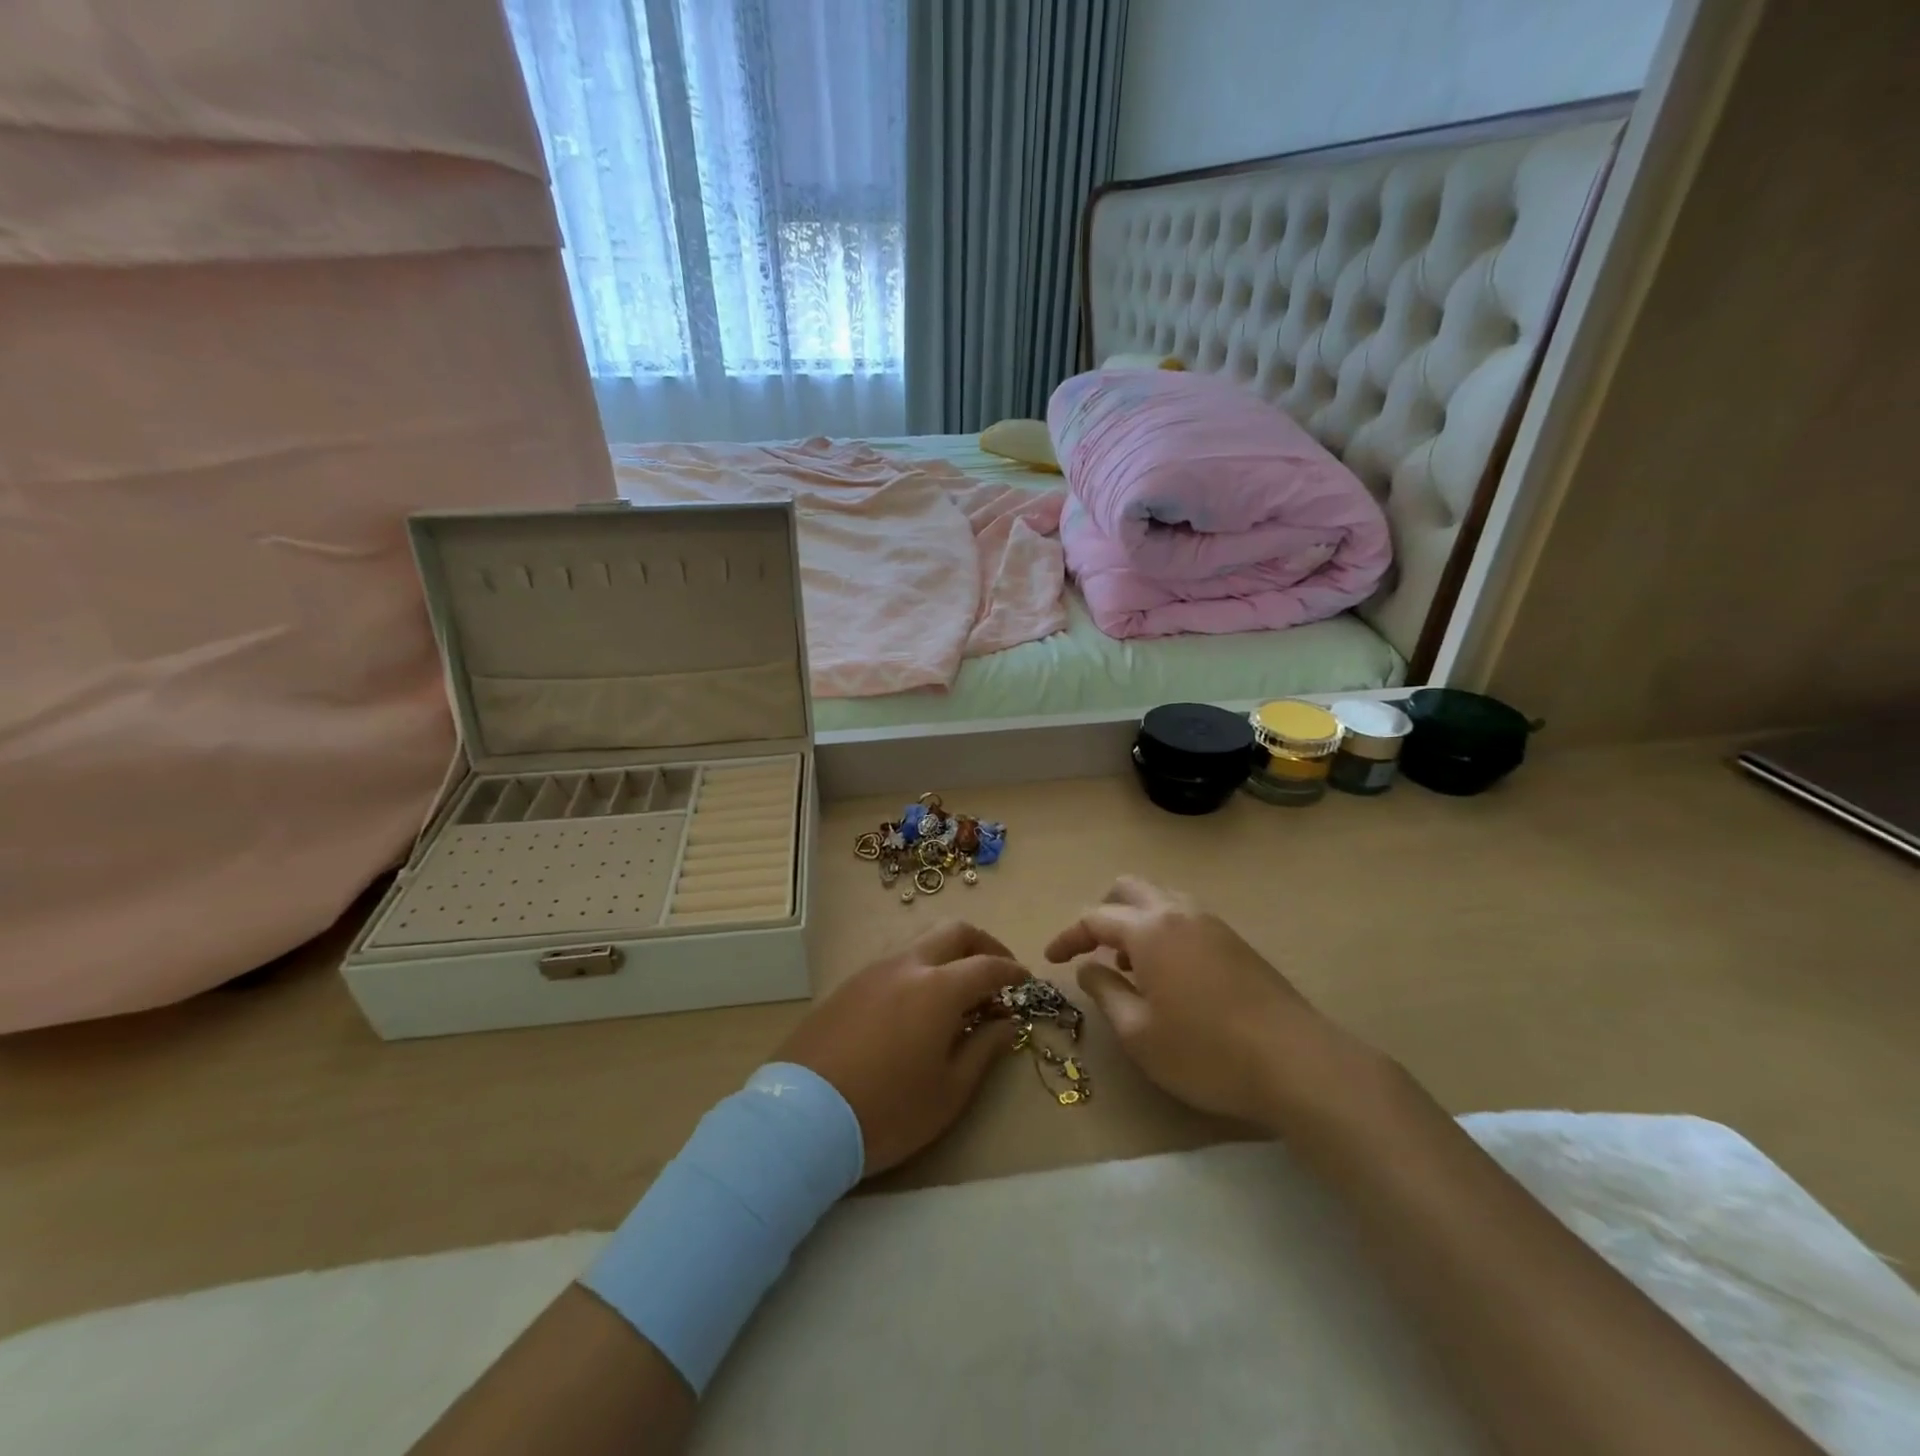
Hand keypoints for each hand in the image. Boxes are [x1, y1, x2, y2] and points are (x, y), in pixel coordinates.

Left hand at [775, 920, 1024, 1175]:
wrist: (802, 1118)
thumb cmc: (888, 1111)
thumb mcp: (949, 1092)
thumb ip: (983, 1049)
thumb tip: (1006, 1022)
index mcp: (938, 988)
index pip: (987, 965)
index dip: (1012, 971)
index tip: (1026, 982)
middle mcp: (907, 965)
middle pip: (954, 932)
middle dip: (983, 944)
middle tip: (996, 971)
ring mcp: (872, 971)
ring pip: (920, 942)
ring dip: (948, 954)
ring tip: (958, 991)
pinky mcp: (847, 985)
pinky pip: (894, 961)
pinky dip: (919, 969)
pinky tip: (917, 1004)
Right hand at [1045, 875, 1368, 1129]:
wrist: (1297, 1062)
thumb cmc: (1205, 1051)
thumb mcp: (1139, 1033)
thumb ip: (1106, 992)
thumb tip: (1089, 968)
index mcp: (1149, 929)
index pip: (1094, 917)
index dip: (1068, 936)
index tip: (1051, 958)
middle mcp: (1179, 913)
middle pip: (1129, 889)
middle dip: (1102, 912)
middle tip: (1090, 948)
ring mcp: (1212, 924)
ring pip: (1161, 899)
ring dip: (1135, 920)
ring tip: (1129, 964)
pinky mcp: (1236, 942)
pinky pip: (1185, 918)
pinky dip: (1163, 931)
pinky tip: (1168, 974)